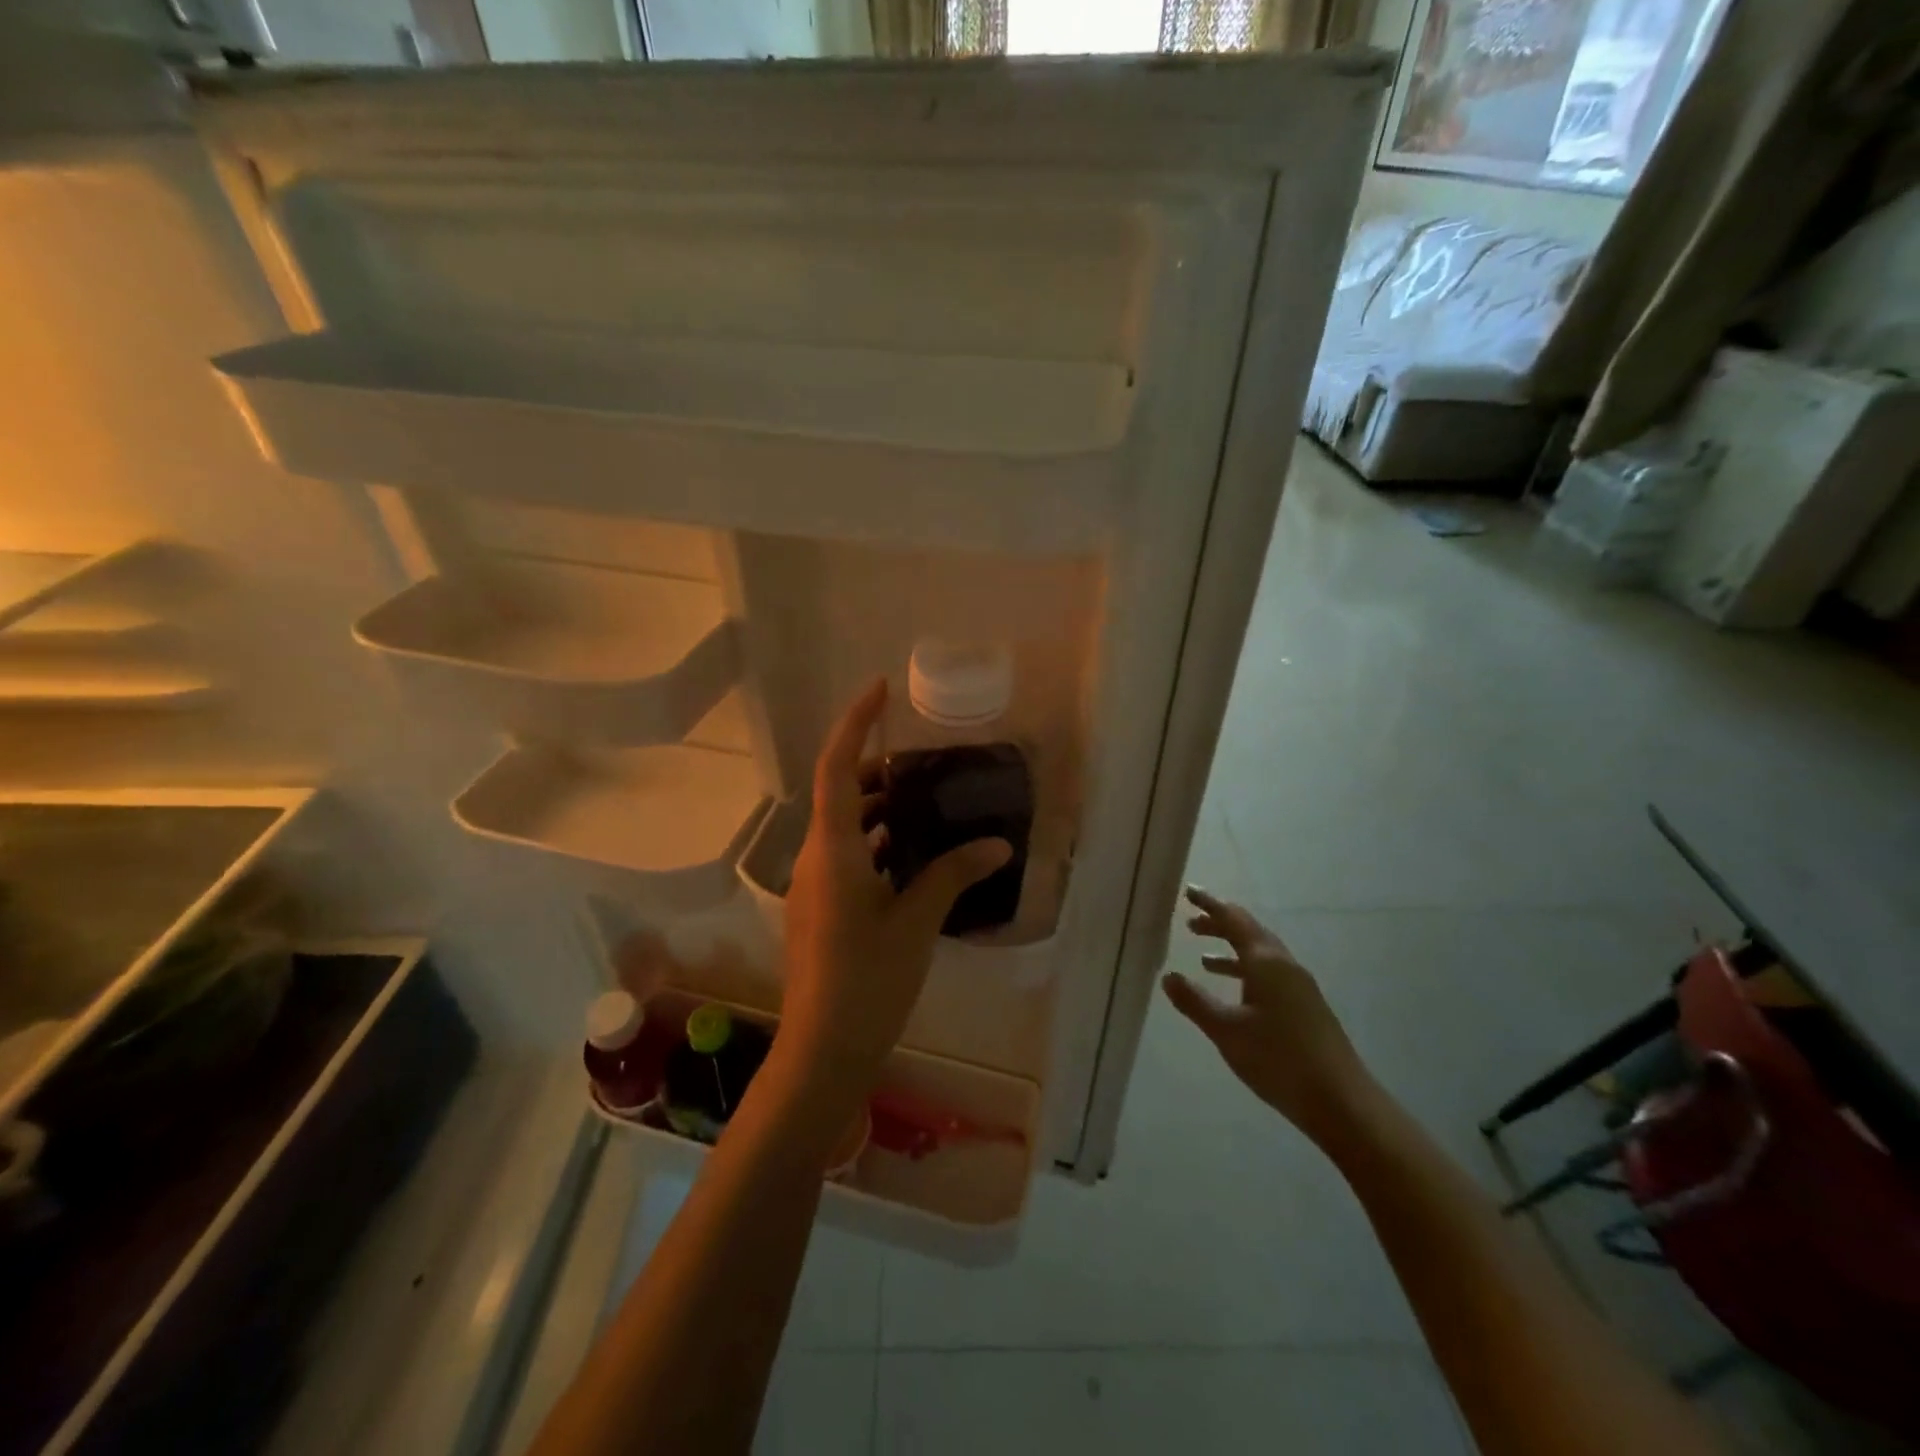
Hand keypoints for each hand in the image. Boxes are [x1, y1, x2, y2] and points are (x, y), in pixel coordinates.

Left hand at [777, 678, 1010, 1104]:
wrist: (823, 1050)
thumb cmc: (867, 981)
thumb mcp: (917, 922)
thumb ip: (953, 875)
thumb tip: (997, 844)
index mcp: (833, 850)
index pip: (837, 768)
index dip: (854, 723)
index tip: (878, 689)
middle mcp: (817, 859)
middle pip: (841, 794)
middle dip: (876, 768)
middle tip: (924, 758)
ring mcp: (816, 887)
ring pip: (845, 828)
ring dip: (879, 808)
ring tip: (926, 800)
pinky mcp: (822, 910)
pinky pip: (849, 857)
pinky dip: (878, 843)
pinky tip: (913, 855)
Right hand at [1162, 887, 1372, 1144]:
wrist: (1341, 1102)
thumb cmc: (1279, 1059)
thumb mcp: (1227, 1030)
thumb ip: (1195, 1001)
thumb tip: (1168, 976)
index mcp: (1266, 962)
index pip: (1233, 919)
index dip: (1209, 904)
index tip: (1188, 892)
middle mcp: (1284, 965)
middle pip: (1249, 932)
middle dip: (1219, 925)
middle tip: (1190, 922)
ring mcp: (1299, 986)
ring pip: (1260, 955)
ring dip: (1231, 950)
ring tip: (1202, 957)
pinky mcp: (1305, 1007)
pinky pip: (1268, 974)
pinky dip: (1245, 972)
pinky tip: (1234, 994)